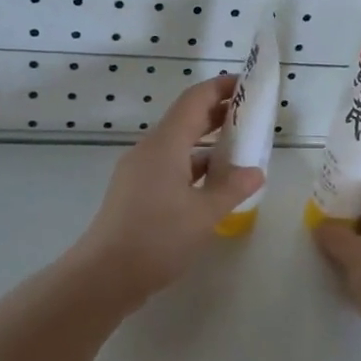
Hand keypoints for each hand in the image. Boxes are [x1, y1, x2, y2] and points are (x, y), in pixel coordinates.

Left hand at [72, 76, 265, 305]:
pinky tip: (215, 185)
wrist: (105, 276)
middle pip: (186, 120)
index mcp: (165, 145)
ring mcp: (140, 172)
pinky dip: (195, 167)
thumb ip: (233, 188)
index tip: (247, 84)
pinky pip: (171, 167)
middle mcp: (150, 150)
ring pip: (179, 146)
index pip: (195, 100)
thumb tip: (256, 171)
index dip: (221, 87)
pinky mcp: (136, 193)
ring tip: (241, 151)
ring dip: (209, 143)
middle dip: (218, 114)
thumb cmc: (157, 238)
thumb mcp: (204, 213)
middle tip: (252, 116)